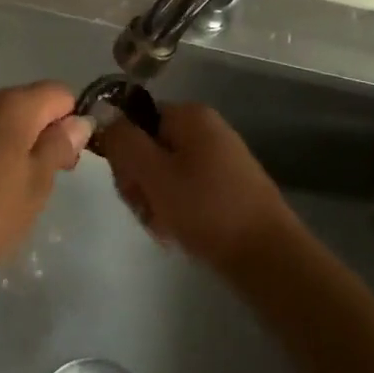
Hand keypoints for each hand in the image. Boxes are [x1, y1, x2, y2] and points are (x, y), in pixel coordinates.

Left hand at [0, 82, 91, 284]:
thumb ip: (59, 146)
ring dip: (19, 147)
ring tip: (17, 192)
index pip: (59, 93)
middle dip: (46, 134)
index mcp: (12, 105)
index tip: (69, 160)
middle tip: (48, 181)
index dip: (72, 121)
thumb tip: (80, 120)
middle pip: (29, 104)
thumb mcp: (36, 183)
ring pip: (3, 122)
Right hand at [97, 103, 294, 272]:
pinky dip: (178, 211)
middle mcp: (207, 129)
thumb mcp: (152, 172)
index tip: (129, 184)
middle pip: (150, 147)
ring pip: (166, 174)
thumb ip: (122, 140)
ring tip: (166, 229)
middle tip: (147, 211)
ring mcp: (221, 158)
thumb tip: (104, 116)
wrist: (269, 257)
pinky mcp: (229, 187)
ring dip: (156, 201)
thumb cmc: (205, 208)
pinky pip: (188, 191)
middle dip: (140, 181)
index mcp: (190, 115)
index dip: (124, 152)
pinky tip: (181, 234)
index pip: (136, 120)